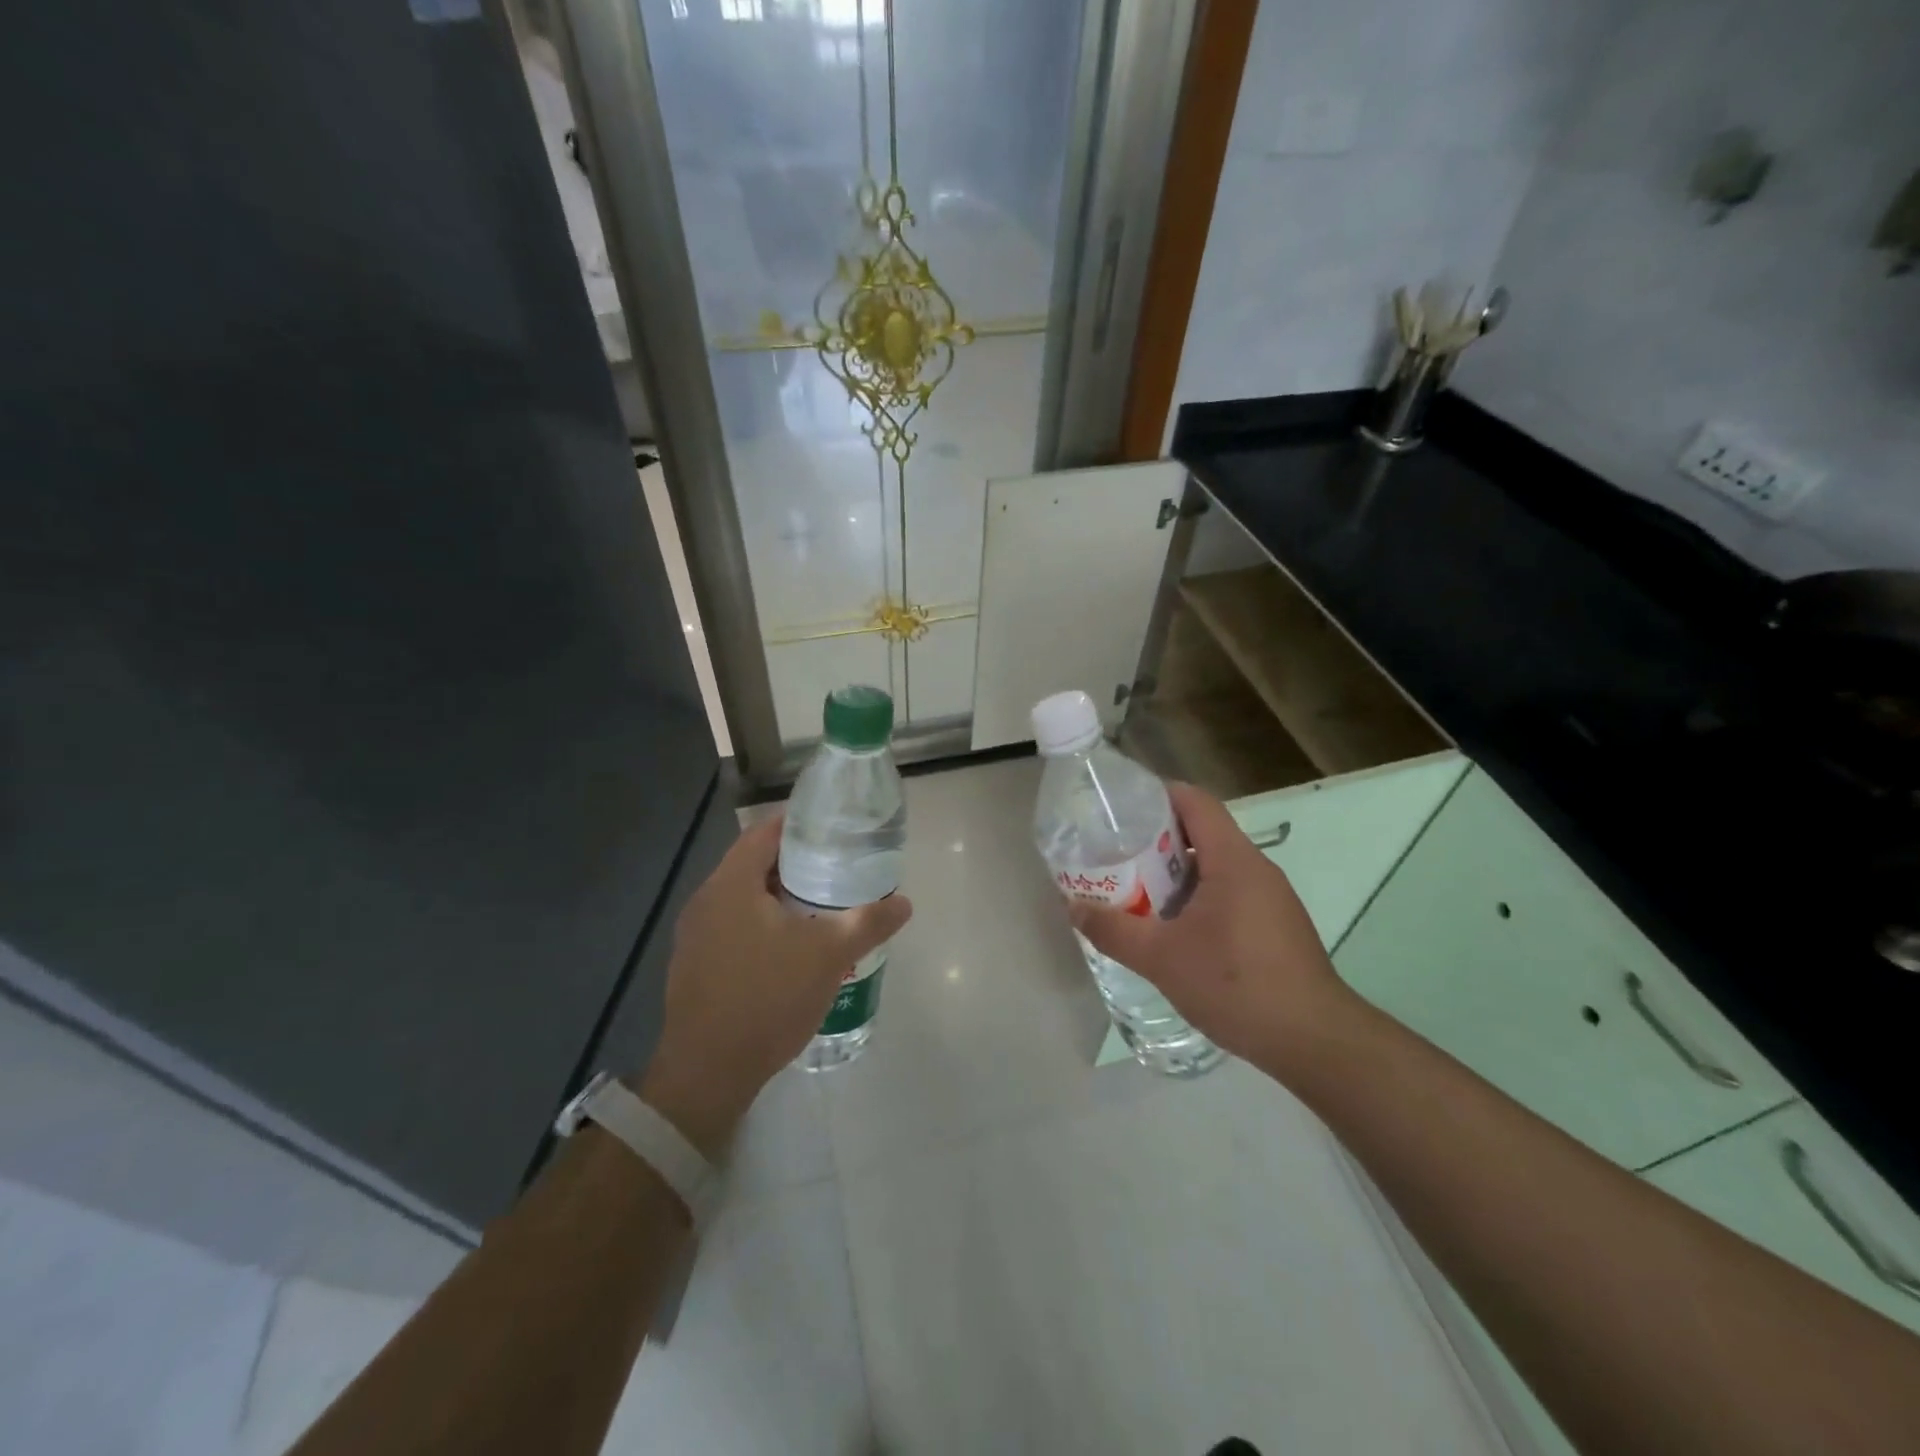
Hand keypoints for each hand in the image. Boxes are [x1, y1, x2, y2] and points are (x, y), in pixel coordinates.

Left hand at [639, 815, 911, 1155]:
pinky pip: (733, 927)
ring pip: (744, 898)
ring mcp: (694, 935)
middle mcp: (705, 900)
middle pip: (754, 864)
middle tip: (837, 867)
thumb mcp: (829, 956)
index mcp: (731, 884)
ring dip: (779, 896)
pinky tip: (791, 947)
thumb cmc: (767, 998)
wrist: (708, 1073)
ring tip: (822, 905)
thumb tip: (904, 903)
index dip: (800, 824)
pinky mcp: (694, 965)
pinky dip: (762, 924)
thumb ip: (868, 922)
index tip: (834, 828)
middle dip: (796, 863)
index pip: (764, 831)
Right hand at [1067, 782, 1355, 1074]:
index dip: (1156, 795)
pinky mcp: (1276, 925)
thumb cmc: (1236, 984)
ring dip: (1174, 875)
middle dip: (1155, 840)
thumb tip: (1073, 907)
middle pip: (1201, 832)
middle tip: (1115, 856)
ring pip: (1214, 867)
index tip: (1119, 809)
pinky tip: (1174, 930)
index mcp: (1232, 859)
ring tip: (1135, 892)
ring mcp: (1271, 898)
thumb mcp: (1161, 958)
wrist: (1314, 1041)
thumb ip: (1113, 930)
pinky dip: (1197, 898)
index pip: (1194, 802)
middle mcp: (1256, 868)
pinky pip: (1229, 893)